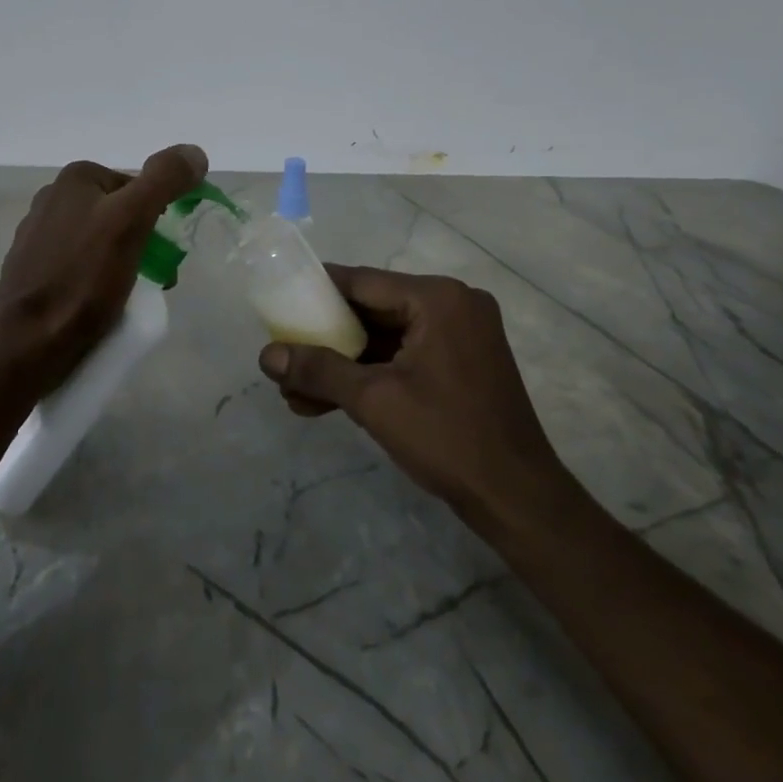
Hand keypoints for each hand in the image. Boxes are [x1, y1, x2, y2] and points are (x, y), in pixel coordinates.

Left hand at [0, 144, 208, 393]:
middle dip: (142, 245)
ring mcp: (37, 236)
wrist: (29, 342)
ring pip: (100, 244)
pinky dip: (96, 283)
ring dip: (123, 266)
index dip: (158, 219)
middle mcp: (51, 199)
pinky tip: (99, 307)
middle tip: (155, 281)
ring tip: (128, 300)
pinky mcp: (32, 270)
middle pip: (119, 216)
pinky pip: (79, 268)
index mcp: (74, 179)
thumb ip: (164, 179)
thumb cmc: (83, 278)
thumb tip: (195, 153)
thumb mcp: (132, 220)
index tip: (164, 256)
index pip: (137, 188)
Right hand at [258, 267, 568, 517]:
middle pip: (371, 310)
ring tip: (294, 393)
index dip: (315, 292)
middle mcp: (452, 306)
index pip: (361, 282)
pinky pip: (402, 358)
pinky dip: (368, 377)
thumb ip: (318, 370)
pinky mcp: (460, 365)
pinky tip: (326, 403)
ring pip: (384, 340)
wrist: (516, 499)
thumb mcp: (373, 400)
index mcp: (438, 299)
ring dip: (341, 365)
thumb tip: (266, 355)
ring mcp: (459, 336)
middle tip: (283, 357)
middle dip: (325, 340)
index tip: (277, 303)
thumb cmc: (447, 437)